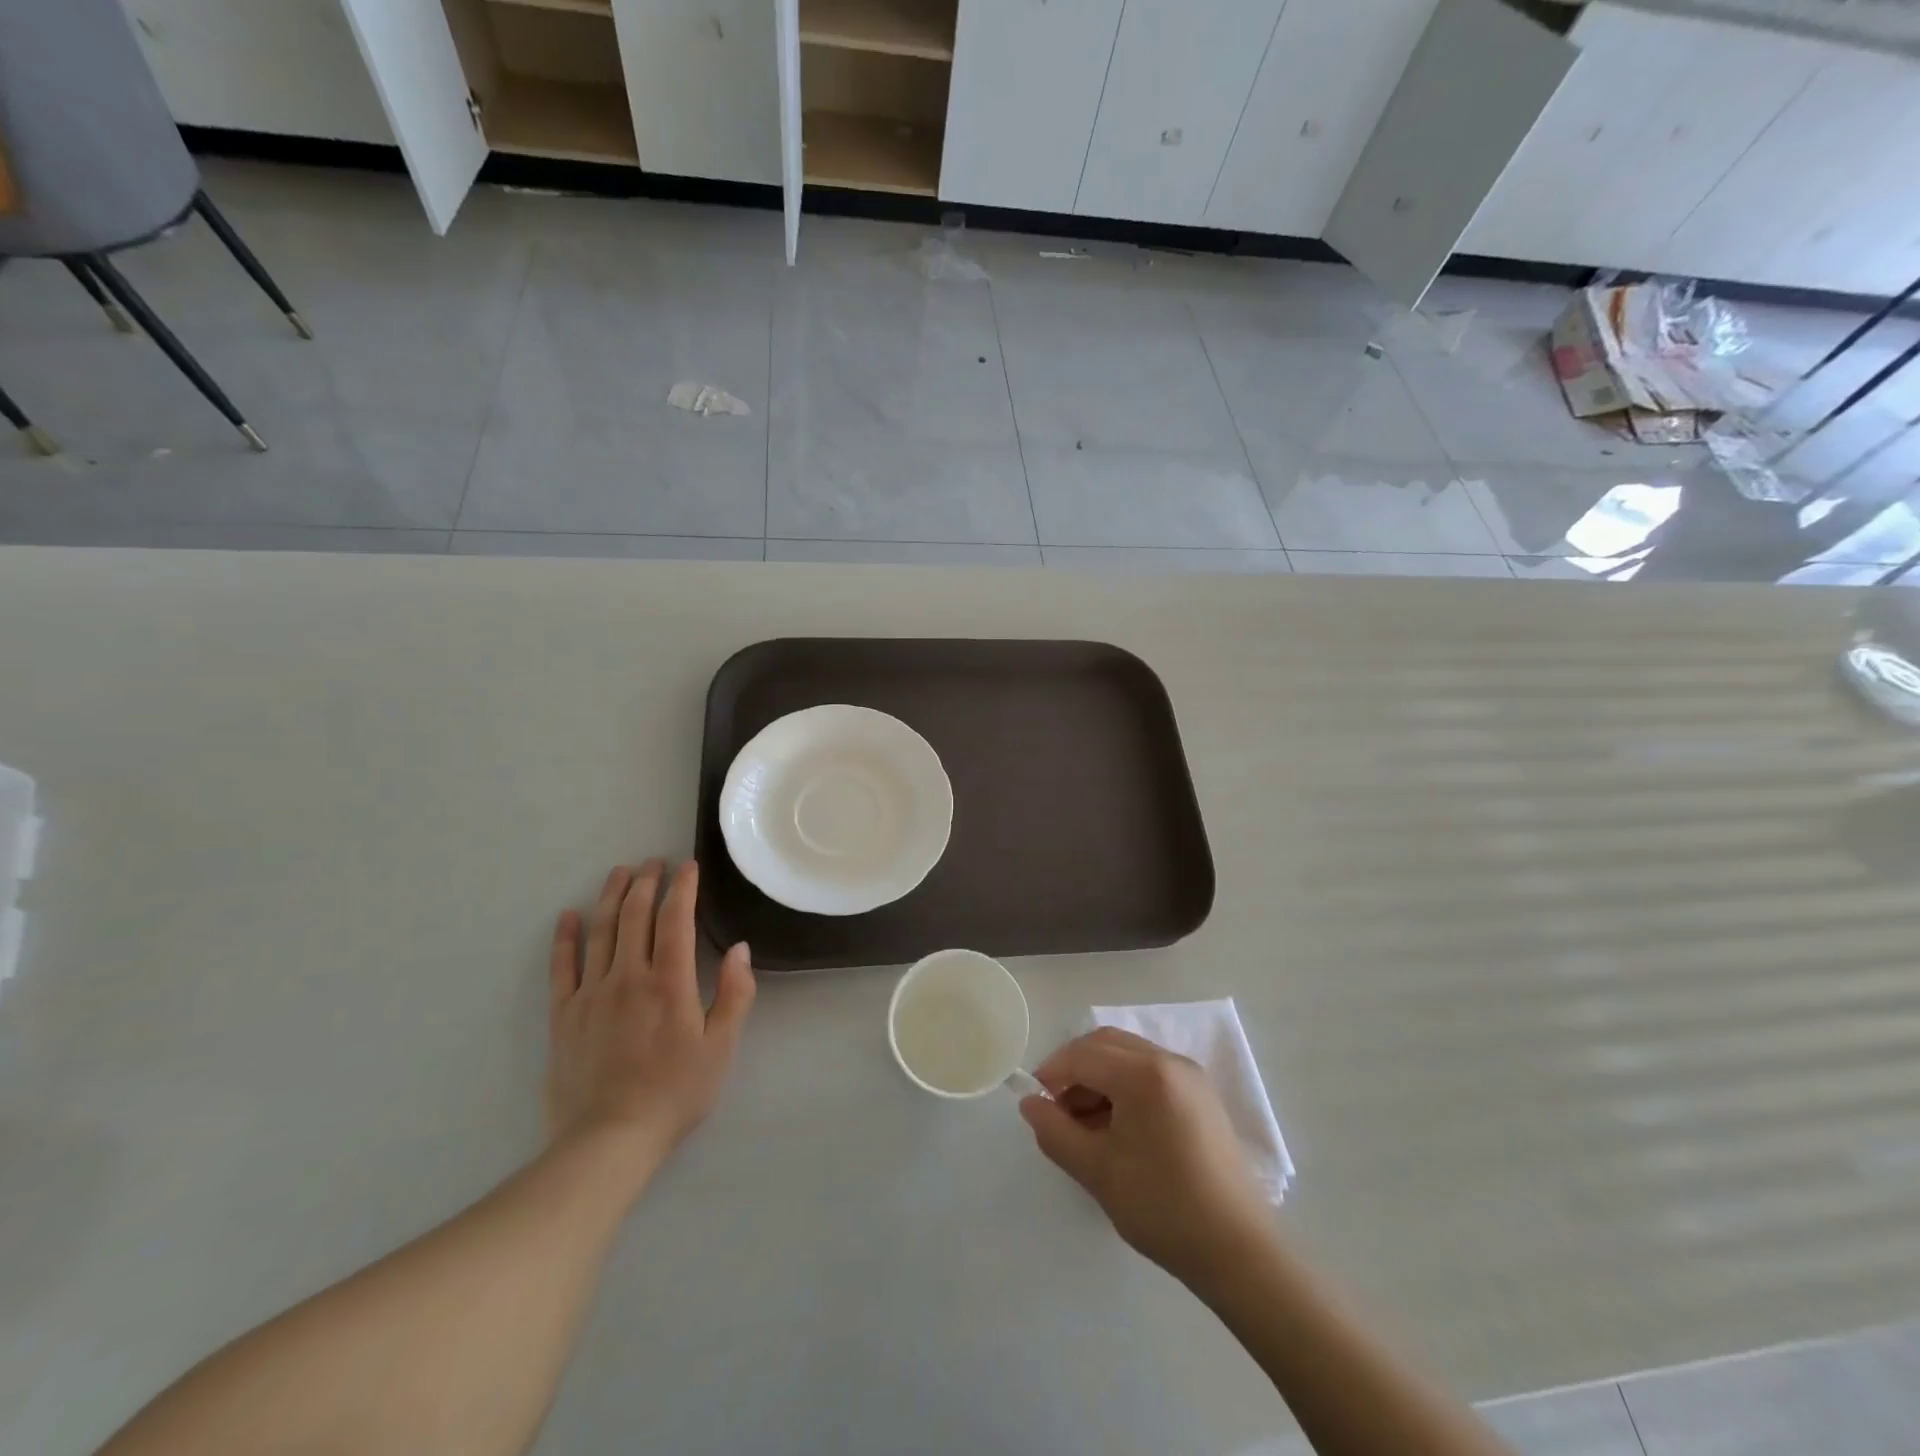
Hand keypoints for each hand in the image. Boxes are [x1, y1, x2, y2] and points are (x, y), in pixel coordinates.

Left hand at [547, 860, 754, 1175]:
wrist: (608, 1140)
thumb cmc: (675, 1092)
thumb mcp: (721, 1047)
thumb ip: (734, 994)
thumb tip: (740, 949)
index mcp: (669, 982)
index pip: (675, 920)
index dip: (682, 889)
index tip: (687, 866)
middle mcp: (628, 977)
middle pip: (635, 917)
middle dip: (646, 883)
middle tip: (653, 862)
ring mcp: (592, 993)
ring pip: (601, 932)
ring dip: (611, 897)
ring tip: (620, 873)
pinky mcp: (564, 1014)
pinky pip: (562, 966)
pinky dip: (565, 938)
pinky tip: (568, 916)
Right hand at [1021, 1027, 1272, 1288]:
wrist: (1238, 1252)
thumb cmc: (1162, 1207)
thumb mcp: (1097, 1171)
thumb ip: (1055, 1131)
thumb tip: (1029, 1103)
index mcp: (1143, 1073)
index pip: (1083, 1055)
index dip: (1051, 1073)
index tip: (1035, 1103)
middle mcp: (1169, 1061)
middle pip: (1106, 1045)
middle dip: (1074, 1069)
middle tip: (1057, 1110)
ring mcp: (1190, 1076)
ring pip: (1128, 1057)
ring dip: (1099, 1078)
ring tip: (1084, 1125)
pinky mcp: (1201, 1096)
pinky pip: (1151, 1073)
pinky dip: (1124, 1087)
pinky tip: (1117, 1128)